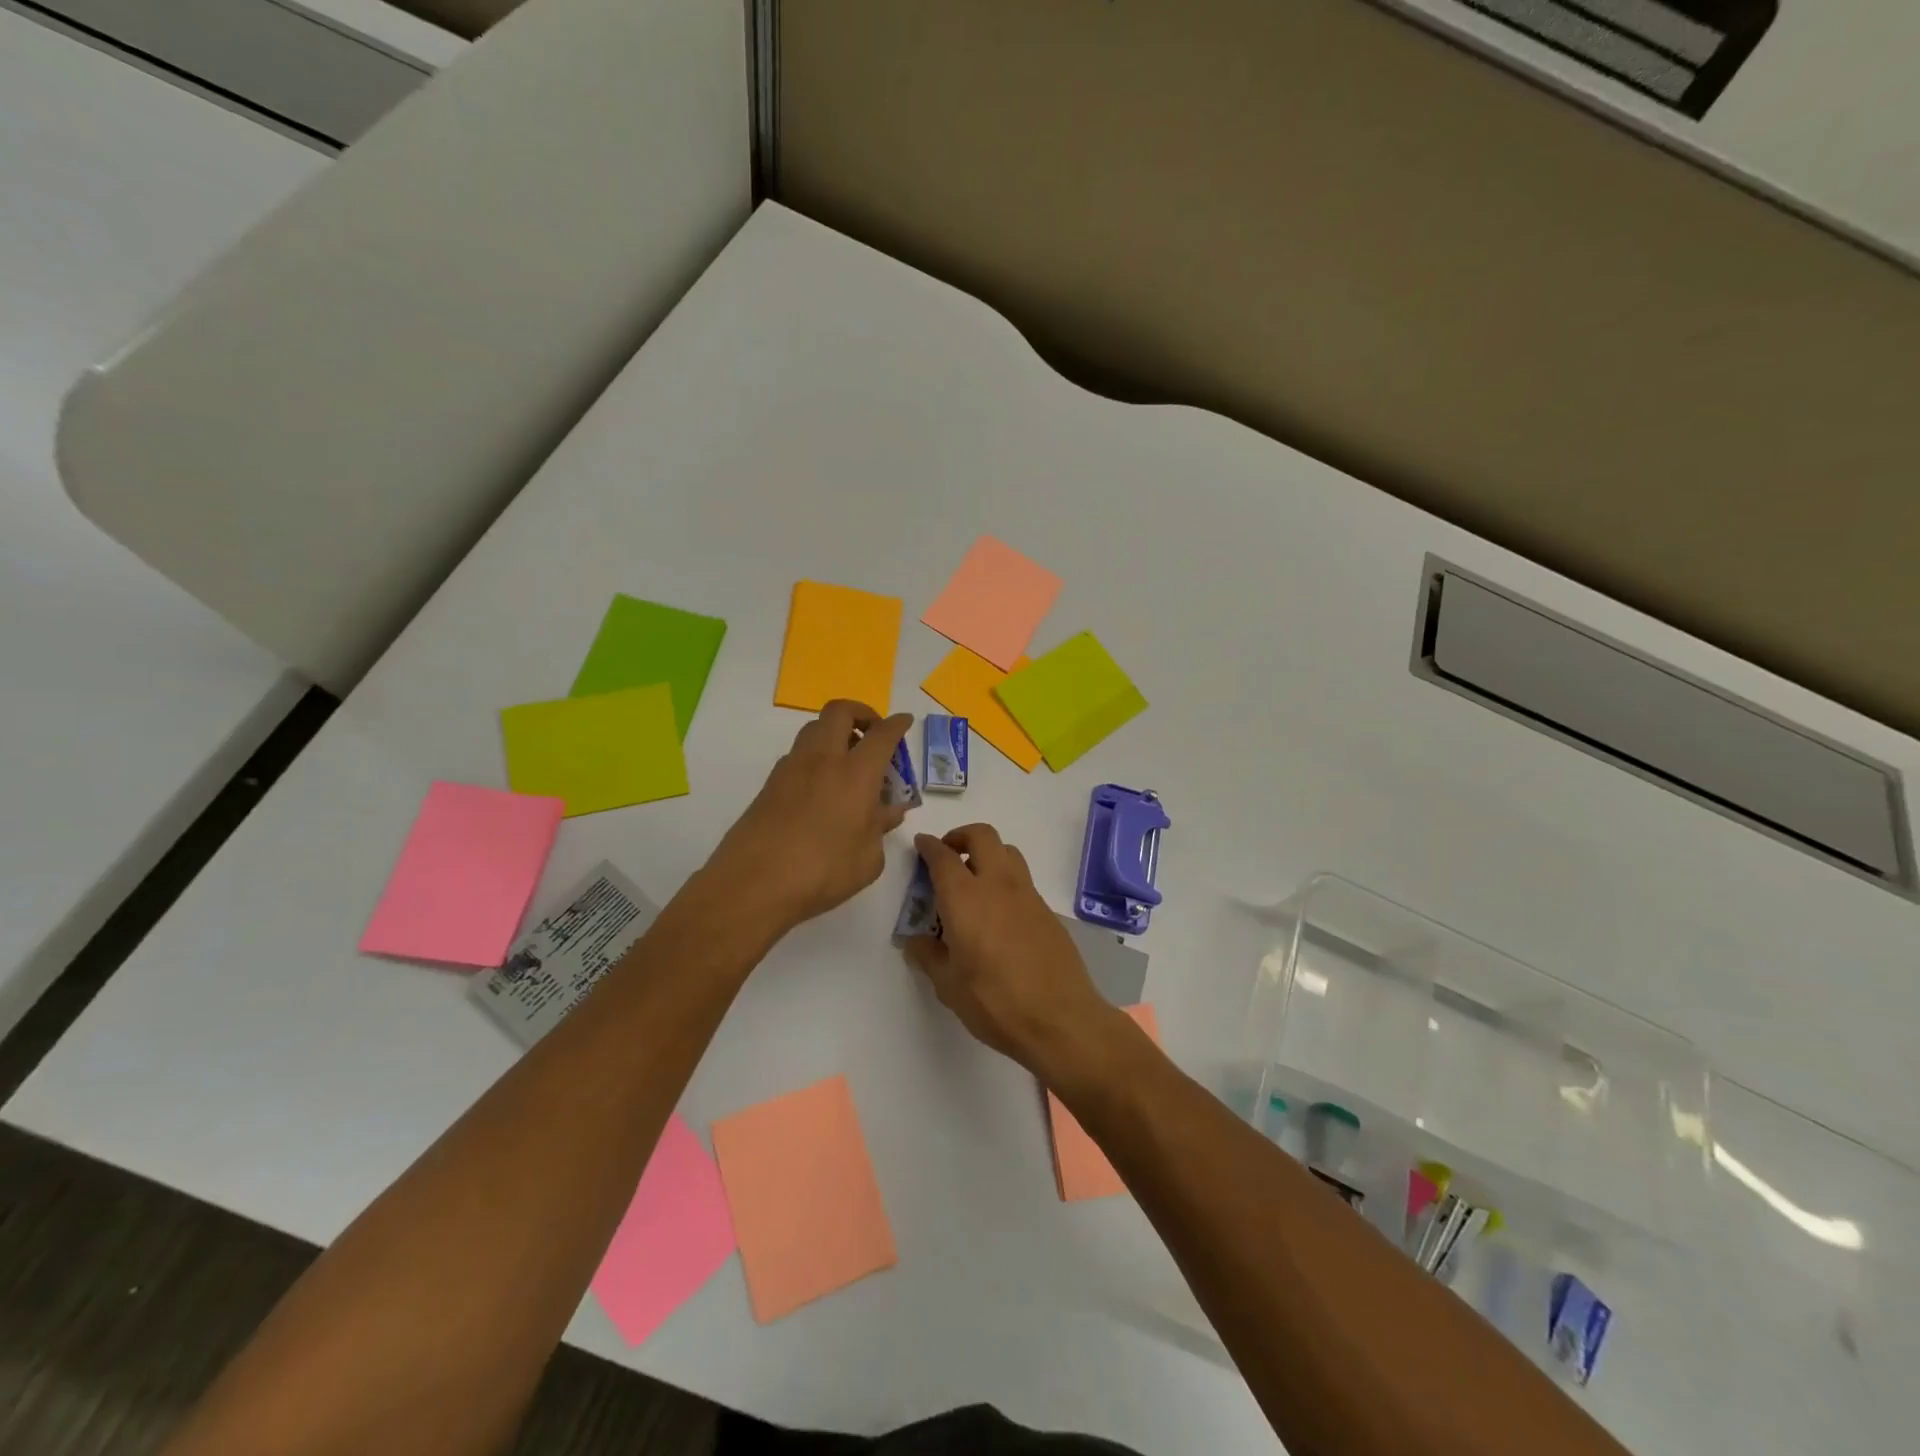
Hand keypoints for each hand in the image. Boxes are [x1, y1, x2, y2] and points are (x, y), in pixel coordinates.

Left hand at [706, 701, 913, 932]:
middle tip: (873, 734)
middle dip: (861, 713)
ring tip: (848, 763)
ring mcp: (791, 768)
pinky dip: (816, 758)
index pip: (882, 734)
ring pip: (814, 728)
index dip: (897, 724)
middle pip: (840, 711)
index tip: (904, 722)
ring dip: (835, 733)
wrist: (753, 884)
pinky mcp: (769, 784)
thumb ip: (881, 828)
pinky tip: (823, 789)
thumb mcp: (868, 859)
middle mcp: (823, 760)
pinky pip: (798, 755)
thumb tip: (890, 811)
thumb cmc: (822, 872)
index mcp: (856, 773)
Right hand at [902, 824, 1123, 1085]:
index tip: (921, 844)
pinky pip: (1022, 879)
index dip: (929, 846)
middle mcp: (997, 885)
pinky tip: (997, 912)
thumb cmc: (995, 1002)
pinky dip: (1005, 879)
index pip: (943, 857)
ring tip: (973, 880)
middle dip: (961, 836)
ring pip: (1007, 851)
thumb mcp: (948, 986)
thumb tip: (916, 941)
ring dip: (987, 853)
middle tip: (948, 854)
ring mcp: (1027, 895)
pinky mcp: (1047, 911)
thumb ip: (928, 956)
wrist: (1060, 1019)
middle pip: (982, 836)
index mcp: (965, 899)